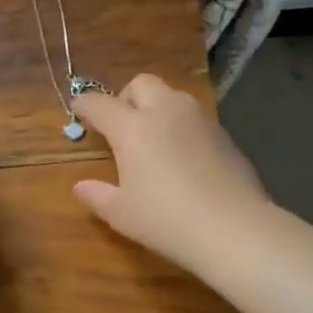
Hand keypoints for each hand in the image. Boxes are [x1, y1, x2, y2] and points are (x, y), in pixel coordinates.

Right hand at [71, 74, 272, 274]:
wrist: (235, 228)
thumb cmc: (167, 220)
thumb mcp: (122, 214)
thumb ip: (98, 195)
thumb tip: (81, 187)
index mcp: (132, 127)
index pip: (100, 104)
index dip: (85, 104)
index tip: (78, 110)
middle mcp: (165, 112)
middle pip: (141, 84)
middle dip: (126, 97)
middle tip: (121, 125)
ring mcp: (199, 120)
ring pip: (172, 96)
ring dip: (157, 107)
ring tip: (153, 138)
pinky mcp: (224, 134)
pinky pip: (194, 117)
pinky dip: (181, 126)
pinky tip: (182, 156)